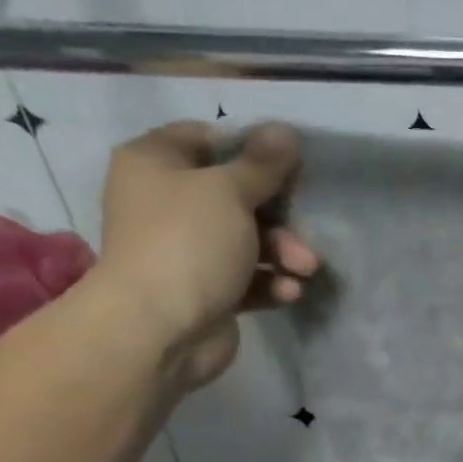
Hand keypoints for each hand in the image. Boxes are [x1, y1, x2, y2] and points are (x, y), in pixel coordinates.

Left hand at [91, 121, 319, 390]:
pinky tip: (289, 292)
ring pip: (248, 240)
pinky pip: (248, 278)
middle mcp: (166, 203)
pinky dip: (271, 283)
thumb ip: (262, 164)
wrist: (159, 330)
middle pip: (236, 194)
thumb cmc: (188, 243)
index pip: (207, 139)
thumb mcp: (229, 191)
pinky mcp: (207, 291)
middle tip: (305, 225)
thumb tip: (285, 131)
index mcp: (156, 163)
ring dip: (284, 252)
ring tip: (306, 268)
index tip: (288, 163)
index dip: (250, 148)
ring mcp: (186, 250)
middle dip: (279, 214)